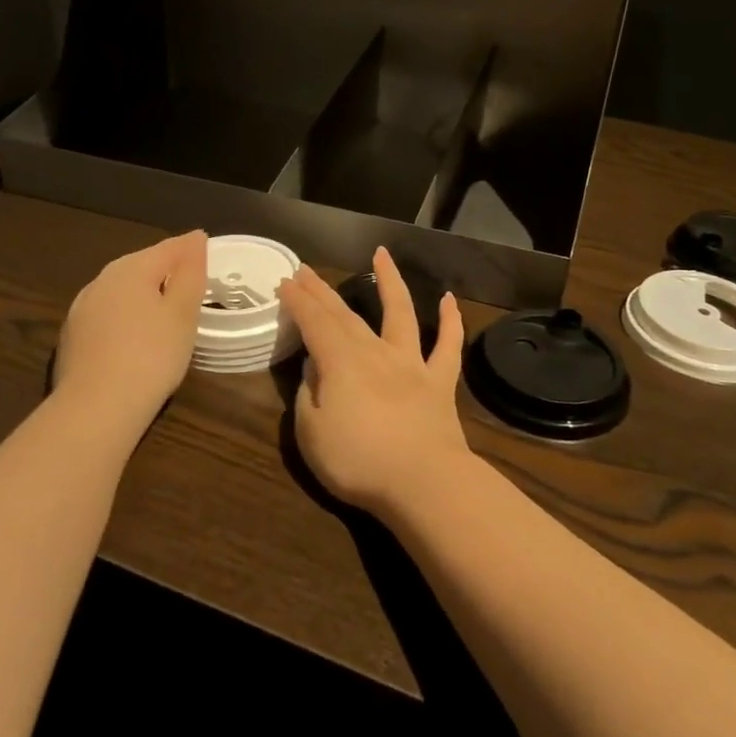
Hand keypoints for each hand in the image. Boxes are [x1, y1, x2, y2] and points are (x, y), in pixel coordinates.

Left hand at [53, 231, 206, 431]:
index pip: (168, 248)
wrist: (97, 407)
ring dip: (143, 292)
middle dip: (165, 268)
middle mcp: (102, 280)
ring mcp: (82, 309)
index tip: (206, 247)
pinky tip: (135, 334)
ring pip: (121, 289)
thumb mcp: (183, 313)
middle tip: (190, 278)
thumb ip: (191, 273)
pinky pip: (108, 313)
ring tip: (165, 307)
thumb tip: (195, 239)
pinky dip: (126, 314)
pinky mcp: (73, 336)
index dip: (190, 247)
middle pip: (141, 265)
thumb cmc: (152, 355)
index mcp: (131, 269)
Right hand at [277, 247, 471, 514]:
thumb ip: (307, 396)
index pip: (314, 323)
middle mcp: (375, 352)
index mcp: (340, 363)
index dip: (298, 301)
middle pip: (346, 314)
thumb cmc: (358, 462)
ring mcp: (412, 363)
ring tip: (382, 254)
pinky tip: (449, 299)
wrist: (423, 482)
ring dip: (390, 281)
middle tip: (306, 270)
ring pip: (401, 312)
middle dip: (323, 291)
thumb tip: (313, 369)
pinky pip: (448, 346)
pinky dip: (450, 321)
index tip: (285, 282)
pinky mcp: (440, 382)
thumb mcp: (311, 434)